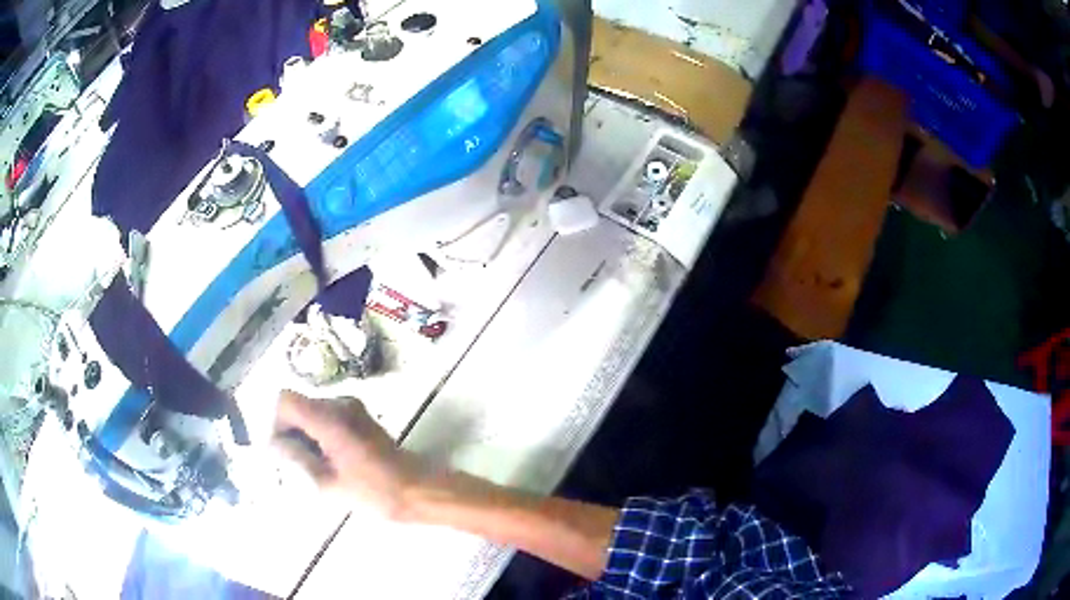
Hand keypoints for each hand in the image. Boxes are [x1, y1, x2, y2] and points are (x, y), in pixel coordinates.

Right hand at [272, 390, 421, 517]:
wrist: (416, 490)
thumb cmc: (374, 492)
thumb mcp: (327, 483)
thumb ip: (297, 458)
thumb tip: (275, 444)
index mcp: (329, 418)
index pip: (286, 400)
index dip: (277, 423)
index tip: (283, 450)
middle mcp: (340, 404)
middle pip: (299, 405)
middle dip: (291, 431)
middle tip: (296, 463)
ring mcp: (353, 408)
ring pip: (312, 411)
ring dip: (306, 433)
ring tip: (314, 466)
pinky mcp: (361, 416)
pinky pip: (328, 416)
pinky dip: (320, 433)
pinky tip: (329, 460)